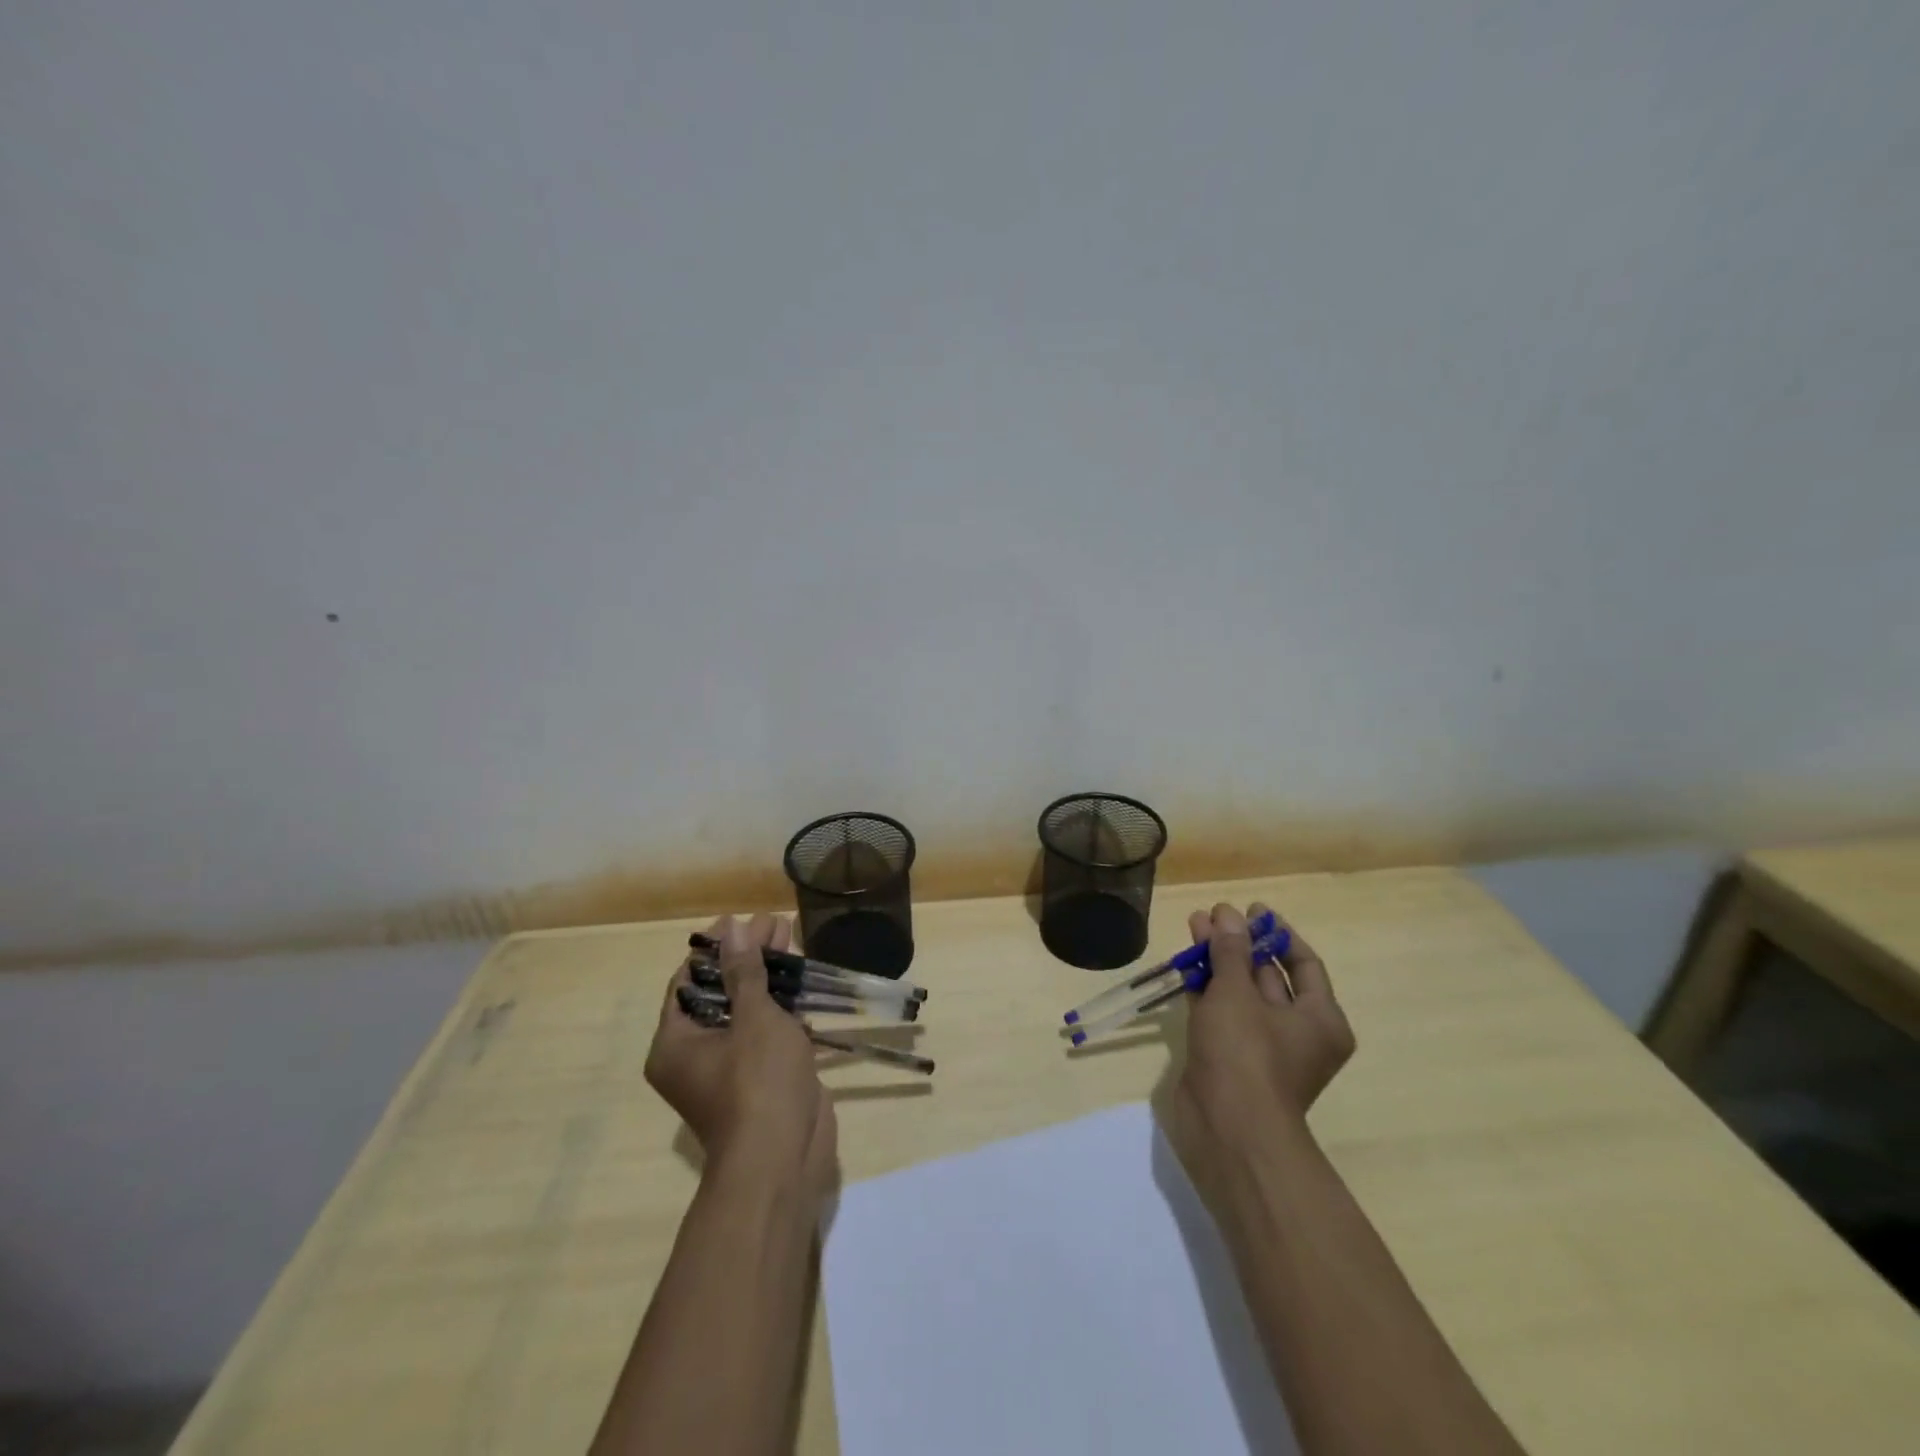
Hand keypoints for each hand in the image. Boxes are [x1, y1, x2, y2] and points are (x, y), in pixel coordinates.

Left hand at [644, 913, 838, 1202]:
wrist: (783, 1157)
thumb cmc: (758, 1081)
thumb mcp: (752, 1018)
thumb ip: (744, 972)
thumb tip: (733, 929)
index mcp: (676, 1043)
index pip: (687, 981)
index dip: (713, 947)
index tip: (738, 920)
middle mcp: (695, 1054)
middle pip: (720, 990)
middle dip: (747, 956)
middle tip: (772, 924)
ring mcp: (730, 1067)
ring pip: (746, 1009)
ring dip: (767, 975)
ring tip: (790, 937)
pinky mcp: (761, 1076)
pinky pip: (766, 1029)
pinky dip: (781, 1003)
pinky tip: (800, 977)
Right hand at [1165, 902, 1354, 1181]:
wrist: (1227, 1128)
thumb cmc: (1246, 1054)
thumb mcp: (1237, 993)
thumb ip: (1230, 950)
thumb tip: (1228, 915)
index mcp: (1320, 1019)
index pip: (1304, 963)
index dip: (1277, 933)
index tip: (1252, 910)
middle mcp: (1297, 1032)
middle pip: (1269, 975)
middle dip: (1240, 943)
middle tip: (1214, 915)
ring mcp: (1262, 1047)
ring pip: (1241, 992)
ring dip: (1219, 960)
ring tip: (1193, 926)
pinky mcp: (1231, 1057)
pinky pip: (1222, 1012)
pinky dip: (1206, 988)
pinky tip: (1186, 963)